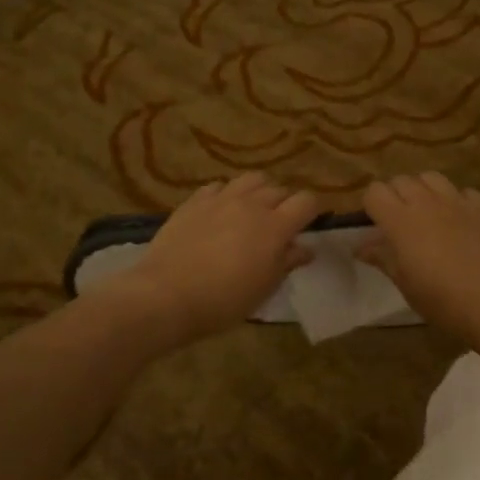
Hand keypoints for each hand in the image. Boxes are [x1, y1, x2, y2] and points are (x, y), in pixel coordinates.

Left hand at [103, 173, 323, 347]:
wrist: (166, 294)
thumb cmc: (223, 300)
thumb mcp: (264, 288)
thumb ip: (286, 262)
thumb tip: (305, 248)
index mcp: (275, 226)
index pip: (307, 201)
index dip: (313, 210)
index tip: (311, 223)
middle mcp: (251, 204)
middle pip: (279, 188)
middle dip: (285, 202)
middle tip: (280, 224)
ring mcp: (220, 199)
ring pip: (251, 179)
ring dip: (259, 191)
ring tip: (253, 210)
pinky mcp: (194, 201)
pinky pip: (218, 186)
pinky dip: (227, 195)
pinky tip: (221, 212)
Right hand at [359, 173, 479, 348]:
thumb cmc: (446, 302)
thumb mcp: (407, 286)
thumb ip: (383, 259)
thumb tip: (361, 246)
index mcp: (402, 221)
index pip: (375, 191)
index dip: (371, 205)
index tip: (375, 226)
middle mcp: (428, 202)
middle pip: (402, 180)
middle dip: (395, 196)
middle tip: (399, 224)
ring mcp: (459, 201)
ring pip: (432, 178)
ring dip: (423, 191)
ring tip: (428, 216)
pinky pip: (463, 192)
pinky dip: (455, 201)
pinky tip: (461, 223)